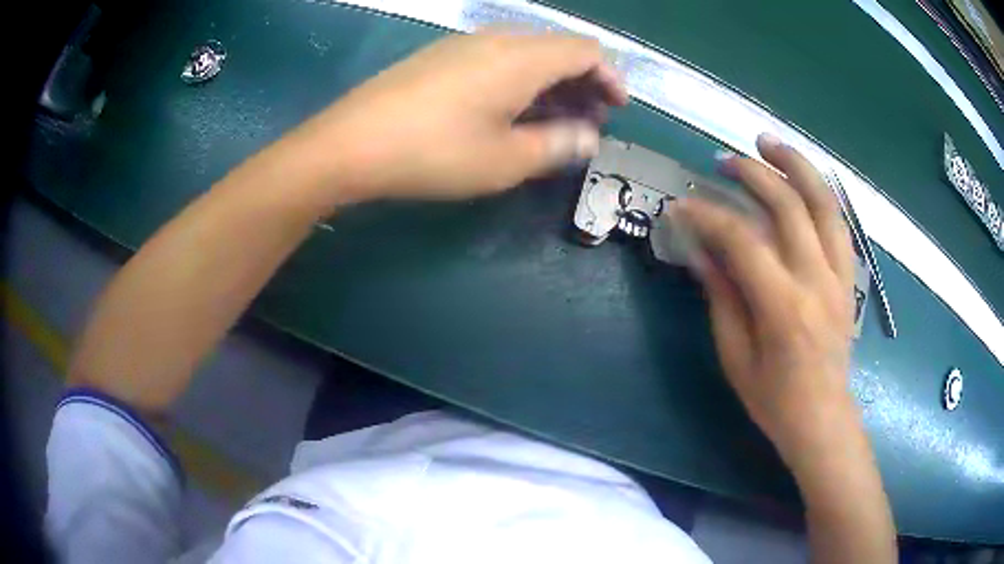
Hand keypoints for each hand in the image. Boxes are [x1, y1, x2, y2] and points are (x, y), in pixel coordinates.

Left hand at [289, 31, 627, 204]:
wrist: (350, 144)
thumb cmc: (434, 153)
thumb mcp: (506, 160)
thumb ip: (557, 145)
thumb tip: (588, 138)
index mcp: (522, 58)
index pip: (585, 50)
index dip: (610, 76)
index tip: (616, 109)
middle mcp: (496, 39)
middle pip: (557, 48)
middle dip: (583, 83)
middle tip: (587, 122)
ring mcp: (463, 45)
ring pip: (525, 54)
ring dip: (550, 84)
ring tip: (552, 122)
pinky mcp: (438, 58)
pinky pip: (495, 59)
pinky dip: (518, 81)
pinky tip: (507, 112)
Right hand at [674, 133, 859, 469]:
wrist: (822, 417)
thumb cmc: (773, 399)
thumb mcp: (735, 356)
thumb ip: (722, 296)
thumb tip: (701, 249)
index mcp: (783, 307)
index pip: (742, 240)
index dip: (709, 216)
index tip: (682, 205)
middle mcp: (816, 280)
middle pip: (788, 205)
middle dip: (752, 174)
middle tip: (723, 162)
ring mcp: (839, 275)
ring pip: (823, 202)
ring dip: (795, 165)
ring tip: (768, 142)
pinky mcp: (848, 277)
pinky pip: (838, 222)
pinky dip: (820, 192)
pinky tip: (802, 178)